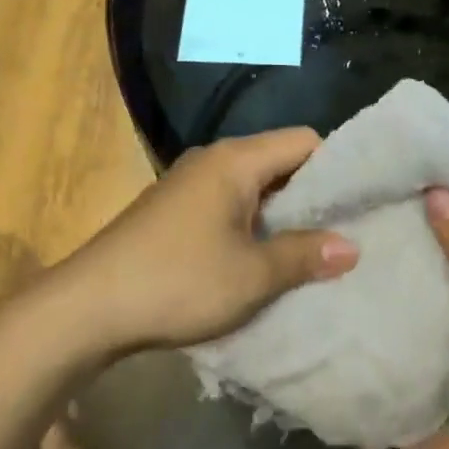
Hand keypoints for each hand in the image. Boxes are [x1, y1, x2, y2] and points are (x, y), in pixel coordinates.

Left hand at [60, 129, 358, 352]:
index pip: (305, 141)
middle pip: (280, 161)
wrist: (87, 307)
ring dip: (281, 214)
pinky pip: (229, 204)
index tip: (361, 201)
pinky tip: (262, 258)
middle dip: (312, 194)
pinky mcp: (174, 209)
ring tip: (311, 250)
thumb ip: (304, 255)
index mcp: (236, 160)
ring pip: (254, 186)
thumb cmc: (177, 281)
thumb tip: (352, 247)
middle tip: (344, 230)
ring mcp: (189, 184)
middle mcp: (213, 160)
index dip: (338, 166)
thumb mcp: (251, 275)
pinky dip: (252, 224)